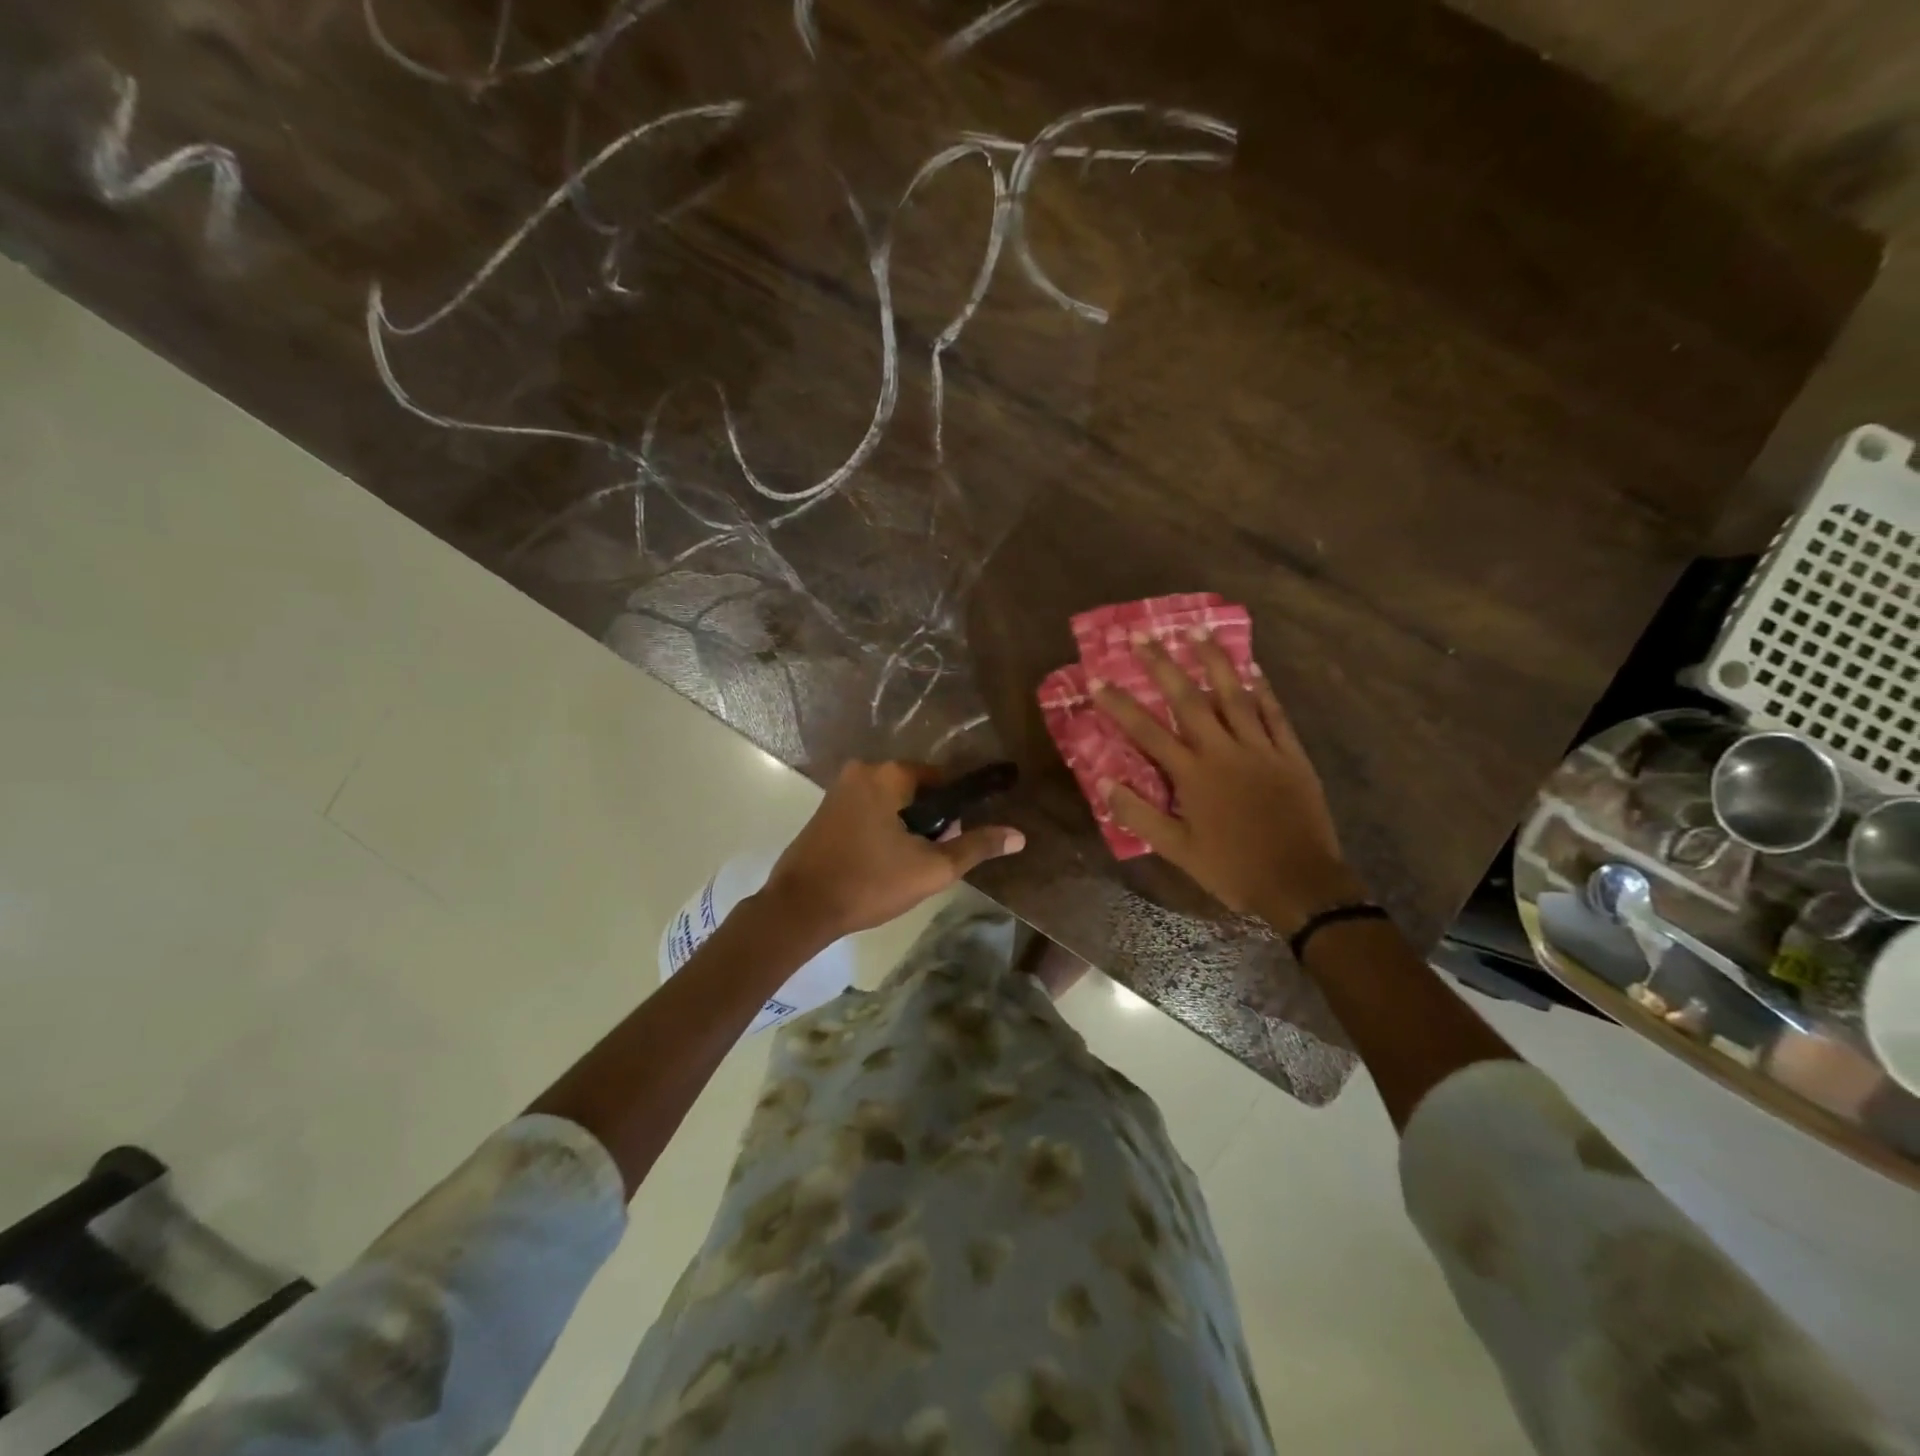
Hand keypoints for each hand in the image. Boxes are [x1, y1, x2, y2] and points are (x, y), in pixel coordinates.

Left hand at [762, 761, 1024, 939]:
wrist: (800, 908)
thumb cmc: (870, 883)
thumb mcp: (931, 869)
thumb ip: (976, 847)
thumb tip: (1019, 835)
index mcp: (889, 774)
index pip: (942, 779)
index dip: (954, 812)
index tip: (951, 842)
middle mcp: (863, 770)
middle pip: (916, 790)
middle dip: (928, 822)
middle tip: (924, 860)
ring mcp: (839, 788)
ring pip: (891, 802)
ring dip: (904, 828)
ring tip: (901, 866)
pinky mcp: (825, 809)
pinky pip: (868, 810)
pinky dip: (880, 829)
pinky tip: (878, 862)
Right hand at [1092, 633, 1363, 932]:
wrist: (1300, 884)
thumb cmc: (1232, 869)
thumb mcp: (1177, 850)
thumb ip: (1140, 814)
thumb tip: (1104, 783)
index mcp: (1193, 774)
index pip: (1147, 731)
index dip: (1119, 704)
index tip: (1096, 678)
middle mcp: (1223, 751)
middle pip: (1188, 699)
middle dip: (1162, 665)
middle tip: (1142, 635)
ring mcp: (1261, 749)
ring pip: (1234, 695)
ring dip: (1214, 661)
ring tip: (1197, 631)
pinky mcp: (1291, 755)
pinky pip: (1275, 714)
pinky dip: (1264, 690)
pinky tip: (1254, 669)